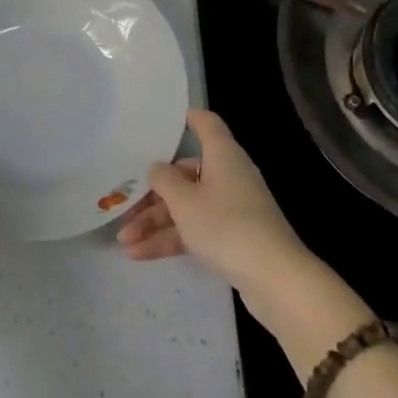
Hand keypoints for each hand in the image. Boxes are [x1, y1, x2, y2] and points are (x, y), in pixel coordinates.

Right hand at [117, 109, 319, 309]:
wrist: (275, 279)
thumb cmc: (226, 226)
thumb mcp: (185, 202)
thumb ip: (164, 181)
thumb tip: (157, 168)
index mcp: (222, 156)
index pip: (206, 125)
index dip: (188, 119)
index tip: (162, 122)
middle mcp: (228, 176)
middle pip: (185, 174)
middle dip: (152, 193)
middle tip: (123, 206)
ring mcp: (232, 208)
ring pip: (187, 206)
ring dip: (155, 222)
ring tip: (123, 241)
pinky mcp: (233, 237)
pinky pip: (195, 229)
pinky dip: (171, 239)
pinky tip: (139, 255)